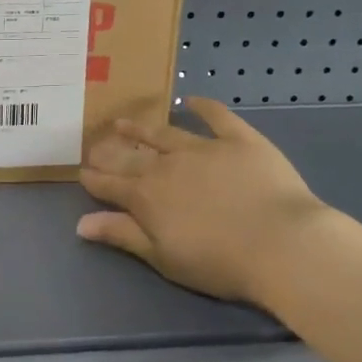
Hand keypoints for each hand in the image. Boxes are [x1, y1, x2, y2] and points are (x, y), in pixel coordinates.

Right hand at [77, 97, 331, 304]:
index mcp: (147, 197)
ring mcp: (203, 148)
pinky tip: (191, 100)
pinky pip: (217, 117)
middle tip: (94, 145)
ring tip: (123, 122)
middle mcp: (167, 165)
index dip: (94, 179)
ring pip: (164, 133)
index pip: (111, 185)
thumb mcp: (163, 257)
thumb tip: (80, 223)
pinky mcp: (239, 140)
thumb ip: (122, 235)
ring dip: (141, 128)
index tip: (81, 171)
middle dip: (109, 152)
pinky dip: (203, 107)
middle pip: (131, 157)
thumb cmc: (220, 262)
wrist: (281, 244)